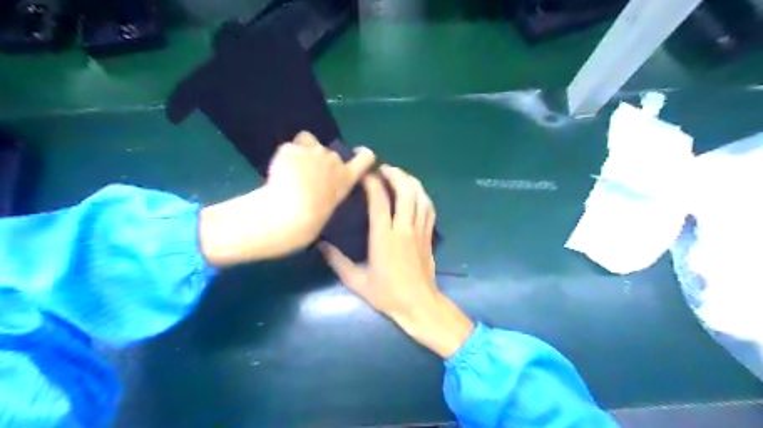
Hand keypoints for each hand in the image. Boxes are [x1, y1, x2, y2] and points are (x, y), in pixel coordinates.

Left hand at [195, 130, 374, 263]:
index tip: (360, 155)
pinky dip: (283, 156)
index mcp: (345, 182)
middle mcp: (334, 163)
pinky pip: (288, 148)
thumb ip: (327, 197)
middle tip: (303, 177)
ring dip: (299, 154)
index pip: (364, 160)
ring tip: (286, 174)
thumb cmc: (304, 228)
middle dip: (317, 159)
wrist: (280, 221)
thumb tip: (319, 191)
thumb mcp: (324, 215)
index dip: (362, 156)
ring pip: (306, 143)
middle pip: (327, 151)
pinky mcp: (291, 149)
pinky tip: (274, 173)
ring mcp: (313, 154)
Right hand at [316, 163, 470, 356]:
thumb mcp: (356, 281)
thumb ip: (337, 261)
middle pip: (405, 191)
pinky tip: (415, 192)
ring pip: (420, 196)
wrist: (419, 305)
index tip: (364, 175)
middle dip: (395, 174)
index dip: (372, 183)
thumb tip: (320, 244)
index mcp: (384, 238)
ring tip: (398, 175)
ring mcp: (420, 231)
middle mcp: (404, 229)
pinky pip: (429, 208)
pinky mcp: (429, 235)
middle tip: (383, 169)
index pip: (379, 201)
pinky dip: (422, 195)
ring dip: (410, 181)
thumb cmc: (387, 295)